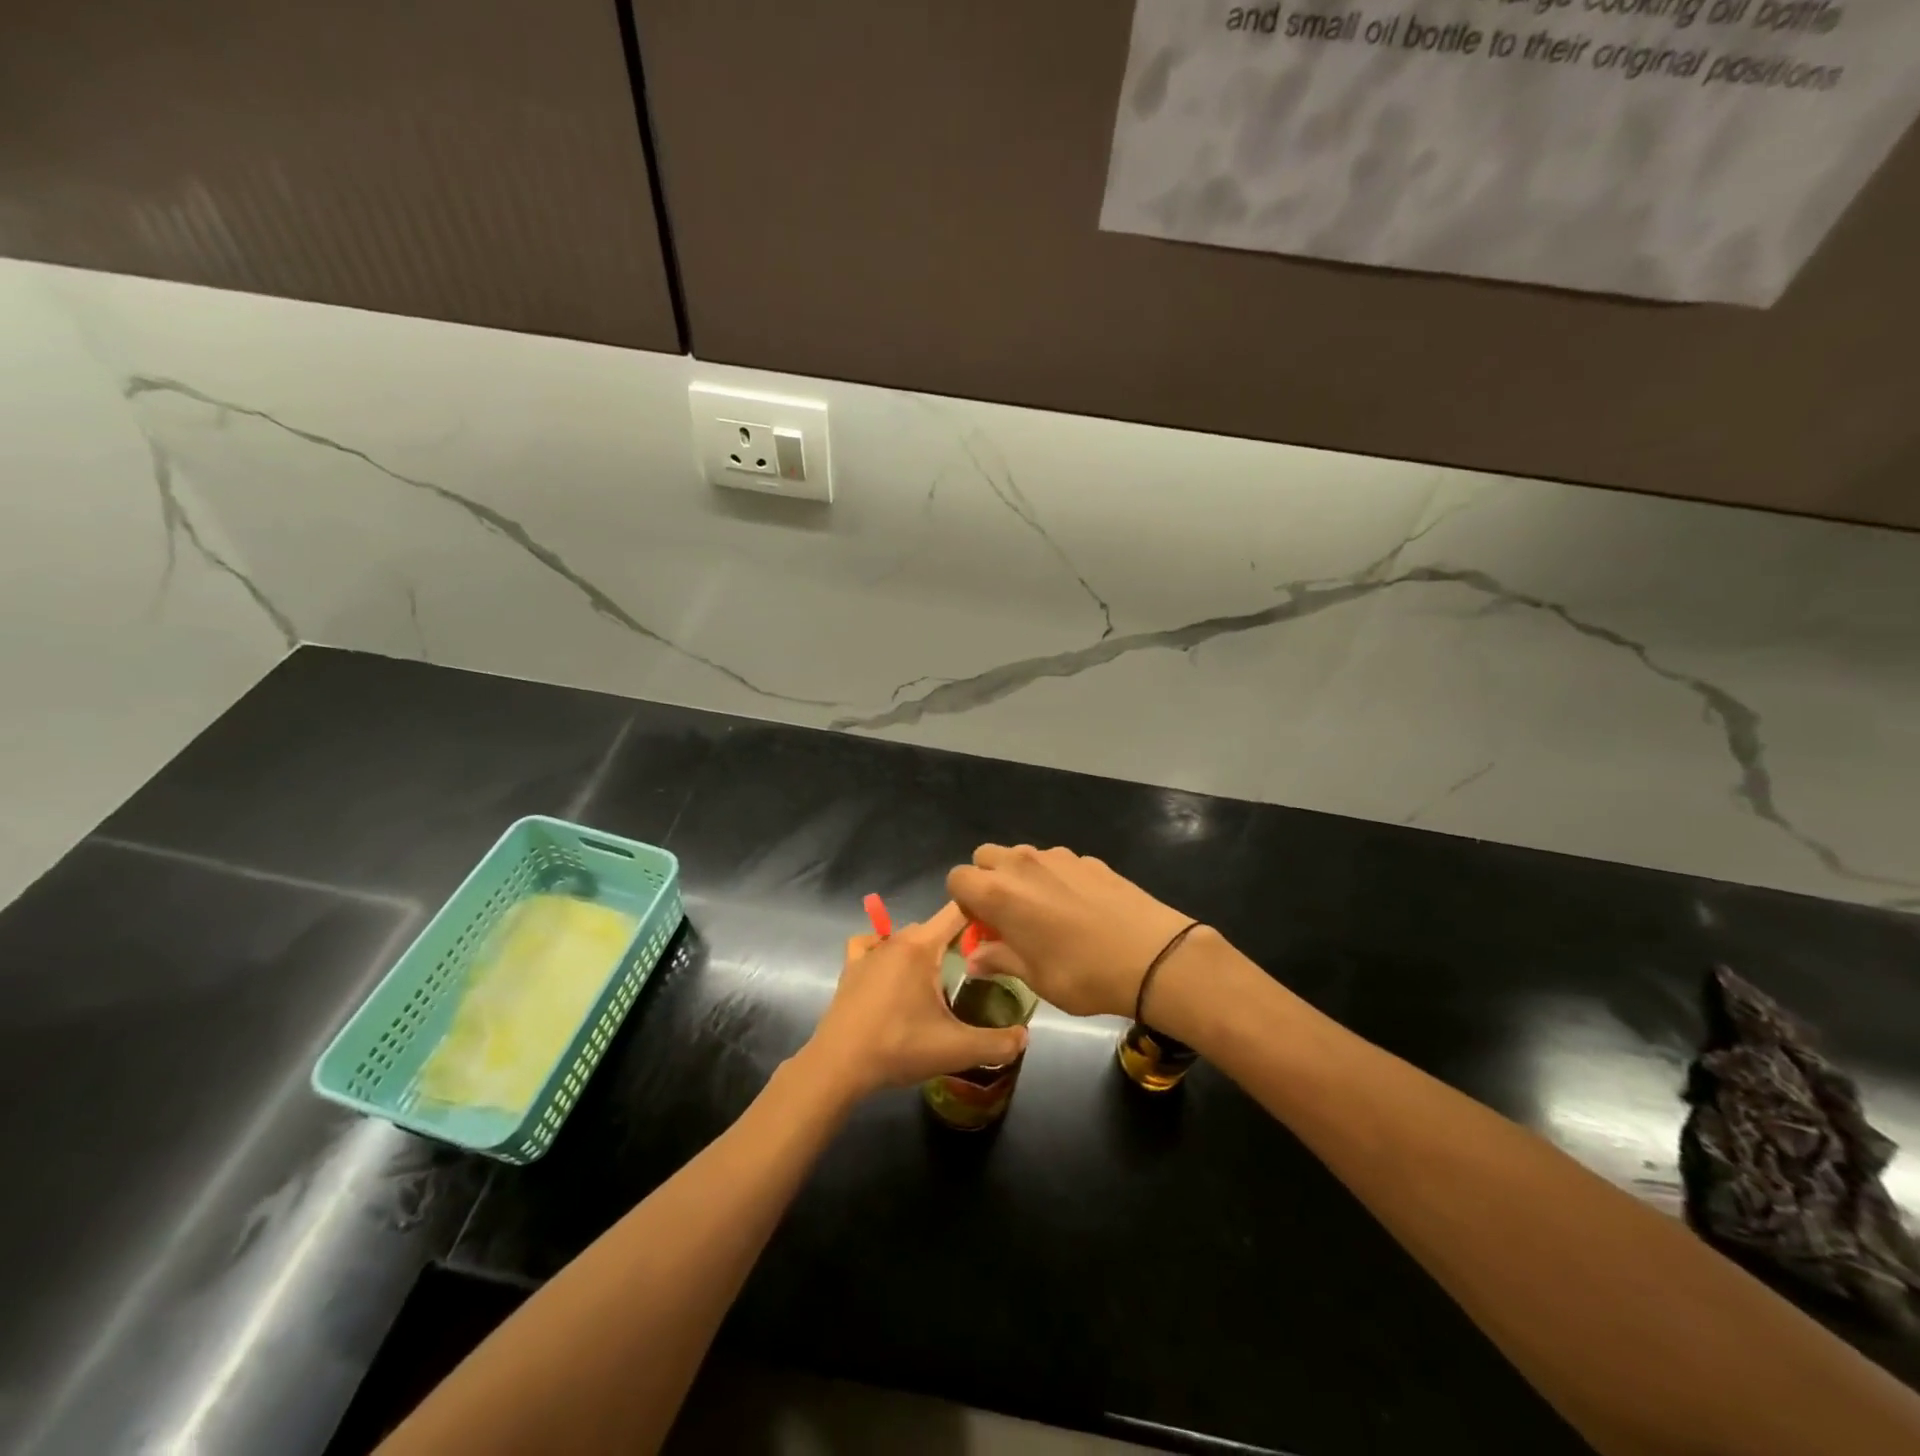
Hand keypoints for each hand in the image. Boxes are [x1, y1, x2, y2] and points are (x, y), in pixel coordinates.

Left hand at [802, 902, 1027, 1100]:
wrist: (838, 1066)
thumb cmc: (898, 1047)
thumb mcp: (956, 1049)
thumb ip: (996, 1043)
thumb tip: (1025, 1037)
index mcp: (921, 946)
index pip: (958, 911)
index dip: (982, 913)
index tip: (1001, 930)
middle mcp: (895, 939)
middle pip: (935, 927)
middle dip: (957, 940)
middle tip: (978, 968)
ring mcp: (869, 952)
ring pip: (907, 937)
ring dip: (924, 950)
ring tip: (939, 978)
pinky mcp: (850, 968)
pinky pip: (871, 945)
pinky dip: (884, 950)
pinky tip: (891, 971)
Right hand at [947, 845, 1195, 1019]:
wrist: (1153, 956)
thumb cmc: (1083, 974)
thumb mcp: (1034, 977)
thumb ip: (999, 959)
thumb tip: (974, 960)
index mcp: (999, 893)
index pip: (958, 878)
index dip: (964, 903)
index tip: (984, 927)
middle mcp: (1022, 864)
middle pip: (986, 856)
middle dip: (987, 880)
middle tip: (1007, 916)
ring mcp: (1057, 856)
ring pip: (1021, 855)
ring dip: (1020, 876)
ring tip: (1044, 911)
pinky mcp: (1087, 858)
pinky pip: (1055, 861)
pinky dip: (1054, 877)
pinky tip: (1079, 908)